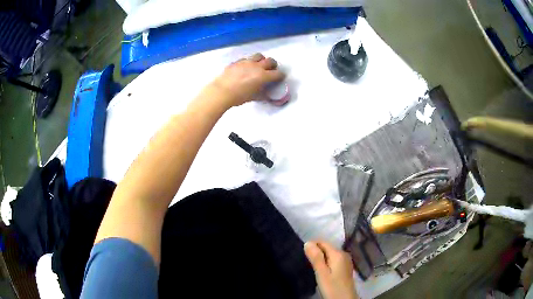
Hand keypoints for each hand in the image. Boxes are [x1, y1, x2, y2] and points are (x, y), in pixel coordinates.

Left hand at [210, 53, 284, 107]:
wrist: (221, 91)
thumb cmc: (238, 97)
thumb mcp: (253, 97)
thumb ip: (262, 94)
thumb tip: (266, 94)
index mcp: (263, 76)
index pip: (277, 74)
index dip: (281, 76)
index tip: (280, 78)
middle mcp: (257, 66)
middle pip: (270, 61)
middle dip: (273, 65)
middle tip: (271, 70)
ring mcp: (246, 62)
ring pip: (259, 56)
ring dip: (262, 60)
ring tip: (259, 65)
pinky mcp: (237, 62)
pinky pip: (246, 59)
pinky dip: (249, 62)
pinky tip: (245, 68)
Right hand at [304, 241, 357, 298]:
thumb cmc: (332, 287)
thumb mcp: (322, 273)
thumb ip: (316, 258)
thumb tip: (308, 242)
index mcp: (338, 253)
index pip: (322, 242)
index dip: (312, 246)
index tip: (303, 255)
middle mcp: (344, 254)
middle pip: (327, 247)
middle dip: (316, 252)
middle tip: (307, 263)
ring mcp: (346, 261)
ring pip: (330, 254)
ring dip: (320, 258)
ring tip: (312, 267)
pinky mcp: (345, 267)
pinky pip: (333, 260)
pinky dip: (326, 263)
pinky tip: (321, 271)